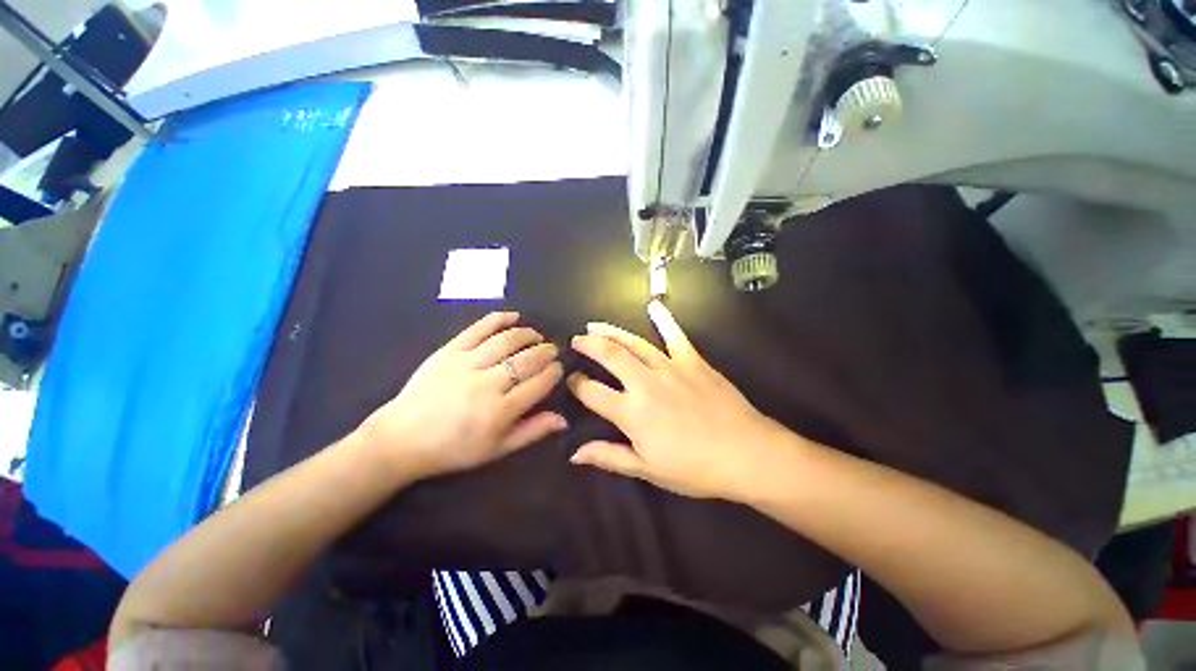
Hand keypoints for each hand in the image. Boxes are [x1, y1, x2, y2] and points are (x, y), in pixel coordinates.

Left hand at [358, 312, 566, 481]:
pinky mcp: (449, 351)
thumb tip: (563, 419)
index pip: (539, 384)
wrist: (402, 439)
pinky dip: (499, 319)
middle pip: (527, 360)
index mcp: (500, 411)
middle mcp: (487, 384)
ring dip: (528, 334)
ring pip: (507, 341)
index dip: (553, 373)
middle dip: (545, 352)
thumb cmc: (454, 449)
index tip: (558, 368)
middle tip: (552, 349)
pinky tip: (514, 316)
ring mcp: (467, 364)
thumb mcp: (497, 449)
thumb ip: (532, 432)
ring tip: (537, 335)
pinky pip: (478, 328)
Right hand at [566, 301, 787, 499]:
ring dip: (611, 332)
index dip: (576, 384)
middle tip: (576, 340)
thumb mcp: (647, 469)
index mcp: (632, 412)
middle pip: (609, 356)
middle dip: (588, 345)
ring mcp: (669, 367)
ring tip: (595, 326)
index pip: (592, 392)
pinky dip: (664, 319)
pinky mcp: (692, 361)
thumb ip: (609, 457)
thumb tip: (574, 453)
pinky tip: (654, 305)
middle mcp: (645, 383)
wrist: (746, 454)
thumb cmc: (694, 468)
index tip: (569, 379)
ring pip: (634, 343)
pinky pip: (675, 335)